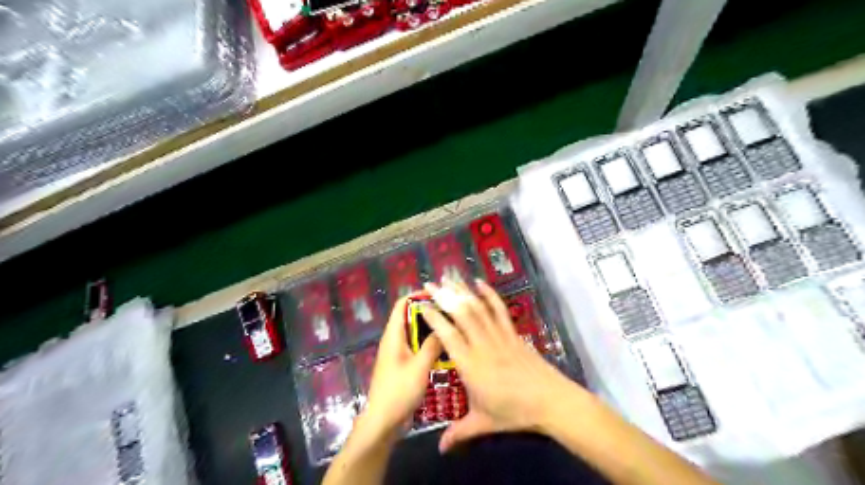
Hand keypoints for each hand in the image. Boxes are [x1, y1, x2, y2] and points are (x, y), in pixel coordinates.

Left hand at [358, 295, 441, 439]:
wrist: (383, 421)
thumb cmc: (399, 391)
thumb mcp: (419, 367)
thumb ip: (432, 345)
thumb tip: (444, 327)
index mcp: (393, 335)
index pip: (403, 304)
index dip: (418, 295)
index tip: (439, 296)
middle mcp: (394, 340)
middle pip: (410, 317)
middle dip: (429, 312)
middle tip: (451, 313)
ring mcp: (398, 353)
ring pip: (415, 333)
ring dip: (430, 329)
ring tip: (452, 328)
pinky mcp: (403, 365)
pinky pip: (417, 347)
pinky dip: (429, 344)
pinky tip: (445, 349)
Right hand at [419, 279, 588, 452]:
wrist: (550, 401)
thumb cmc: (514, 412)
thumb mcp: (484, 423)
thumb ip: (459, 433)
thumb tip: (440, 449)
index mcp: (470, 364)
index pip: (448, 335)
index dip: (434, 317)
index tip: (422, 304)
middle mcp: (482, 344)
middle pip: (461, 314)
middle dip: (445, 296)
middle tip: (431, 283)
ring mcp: (499, 336)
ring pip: (478, 308)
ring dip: (463, 291)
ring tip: (450, 277)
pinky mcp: (512, 333)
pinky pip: (499, 310)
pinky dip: (490, 295)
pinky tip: (481, 283)